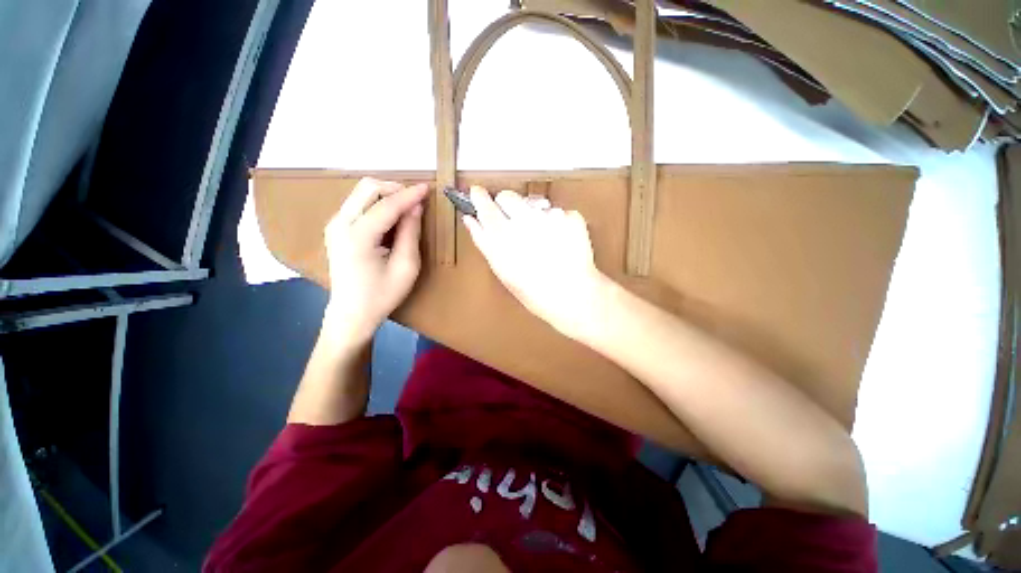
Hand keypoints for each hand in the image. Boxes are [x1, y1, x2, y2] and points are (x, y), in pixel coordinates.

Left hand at [323, 178, 427, 345]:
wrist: (351, 313)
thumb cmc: (382, 294)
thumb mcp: (406, 266)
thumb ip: (410, 233)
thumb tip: (416, 207)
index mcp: (358, 237)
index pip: (387, 205)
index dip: (409, 195)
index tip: (427, 187)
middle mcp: (340, 224)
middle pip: (368, 188)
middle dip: (395, 189)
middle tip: (416, 201)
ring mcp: (334, 224)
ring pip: (362, 193)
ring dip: (387, 195)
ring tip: (406, 210)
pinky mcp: (336, 228)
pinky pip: (358, 204)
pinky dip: (378, 204)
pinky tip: (391, 218)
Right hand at [463, 187, 611, 340]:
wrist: (572, 295)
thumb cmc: (533, 290)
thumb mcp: (502, 270)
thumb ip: (484, 240)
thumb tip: (470, 220)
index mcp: (503, 235)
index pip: (484, 205)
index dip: (479, 197)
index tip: (477, 193)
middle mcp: (524, 220)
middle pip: (507, 197)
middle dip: (506, 205)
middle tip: (513, 222)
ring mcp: (549, 216)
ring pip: (533, 204)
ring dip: (534, 216)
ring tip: (542, 240)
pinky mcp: (570, 216)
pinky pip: (557, 212)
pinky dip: (557, 224)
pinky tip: (560, 243)